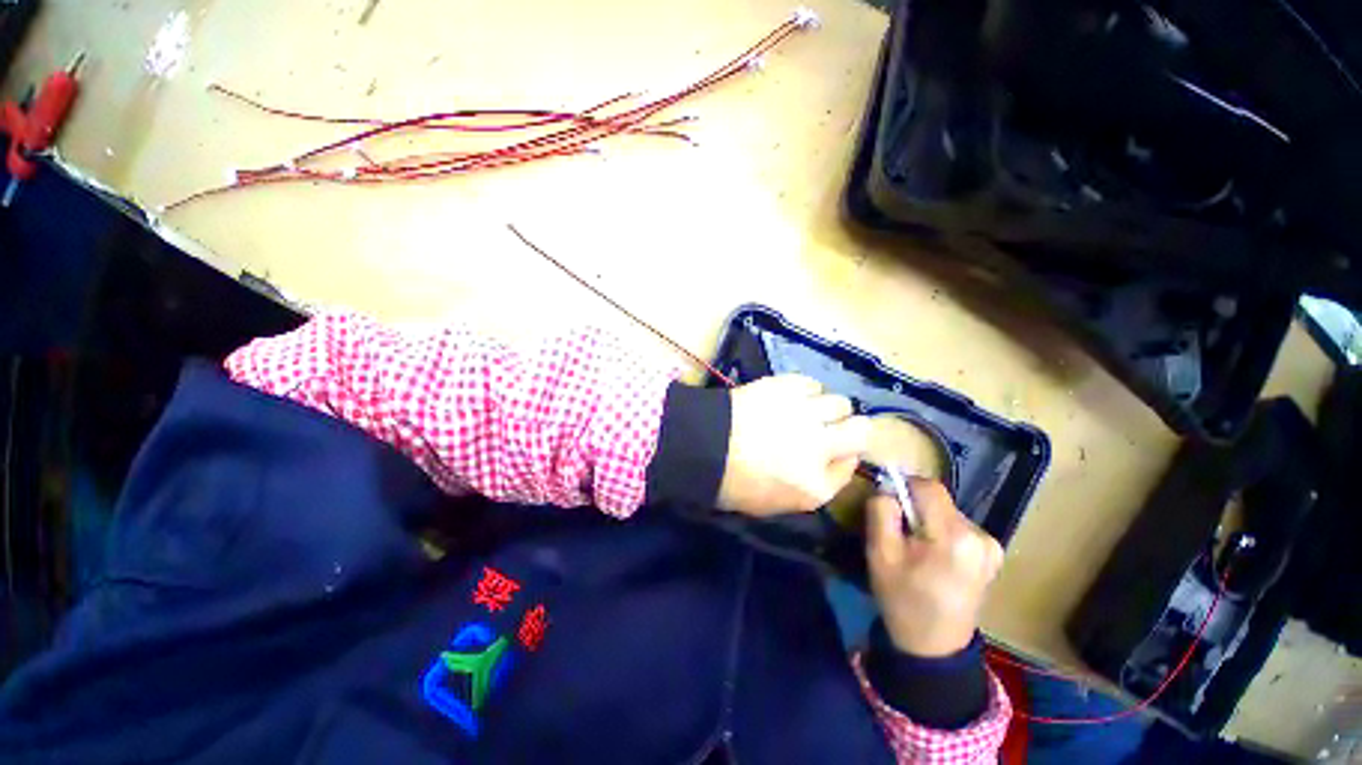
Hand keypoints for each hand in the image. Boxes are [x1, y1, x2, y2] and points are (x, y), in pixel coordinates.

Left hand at [716, 374, 869, 515]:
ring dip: (827, 407)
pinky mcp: (786, 387)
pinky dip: (807, 390)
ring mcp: (804, 413)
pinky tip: (791, 397)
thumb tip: (840, 457)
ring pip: (839, 402)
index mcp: (815, 486)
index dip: (844, 455)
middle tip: (828, 428)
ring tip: (805, 410)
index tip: (833, 451)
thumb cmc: (734, 482)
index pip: (852, 464)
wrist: (701, 446)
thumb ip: (817, 484)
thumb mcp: (779, 502)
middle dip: (850, 428)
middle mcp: (820, 447)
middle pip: (862, 428)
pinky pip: (812, 384)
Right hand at [866, 478, 1003, 656]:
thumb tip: (887, 489)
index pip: (927, 486)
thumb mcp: (880, 554)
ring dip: (926, 520)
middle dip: (914, 508)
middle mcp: (980, 536)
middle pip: (937, 500)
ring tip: (915, 548)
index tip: (887, 504)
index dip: (903, 487)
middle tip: (898, 533)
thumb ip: (881, 512)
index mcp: (954, 537)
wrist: (934, 646)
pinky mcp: (992, 553)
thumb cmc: (903, 599)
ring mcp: (991, 546)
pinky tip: (933, 555)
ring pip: (946, 511)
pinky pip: (957, 526)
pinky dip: (940, 531)